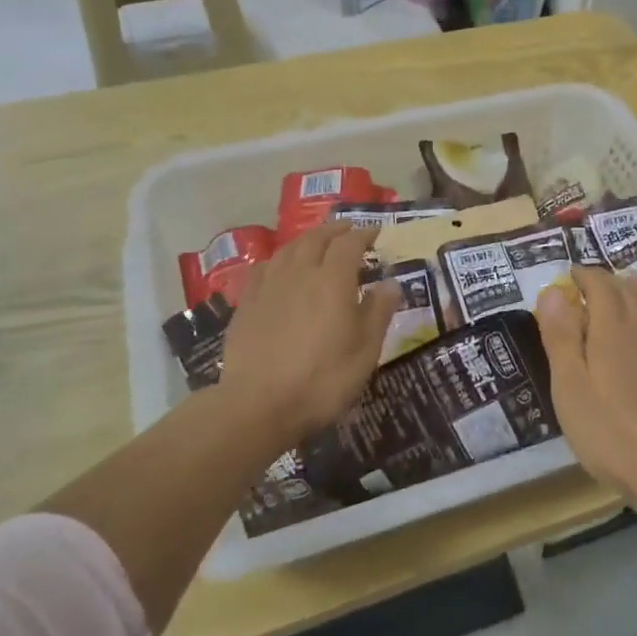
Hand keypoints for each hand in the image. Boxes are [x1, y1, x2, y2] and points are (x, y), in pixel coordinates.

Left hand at [219, 223, 397, 449]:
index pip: (349, 243)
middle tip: (349, 229)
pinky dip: (279, 260)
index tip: (376, 232)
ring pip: (288, 249)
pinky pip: (265, 268)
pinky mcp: (246, 304)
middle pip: (317, 238)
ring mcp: (268, 287)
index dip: (364, 234)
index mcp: (332, 280)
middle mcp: (299, 273)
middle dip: (335, 230)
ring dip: (307, 240)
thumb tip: (390, 283)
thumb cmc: (322, 380)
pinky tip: (280, 268)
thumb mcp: (365, 351)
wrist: (258, 406)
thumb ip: (378, 312)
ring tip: (318, 242)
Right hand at [536, 265, 636, 500]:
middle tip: (591, 285)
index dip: (585, 275)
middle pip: (628, 290)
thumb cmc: (607, 428)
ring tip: (622, 294)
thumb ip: (560, 335)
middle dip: (608, 281)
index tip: (571, 274)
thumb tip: (552, 290)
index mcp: (613, 326)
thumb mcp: (569, 384)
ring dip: (633, 294)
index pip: (600, 284)